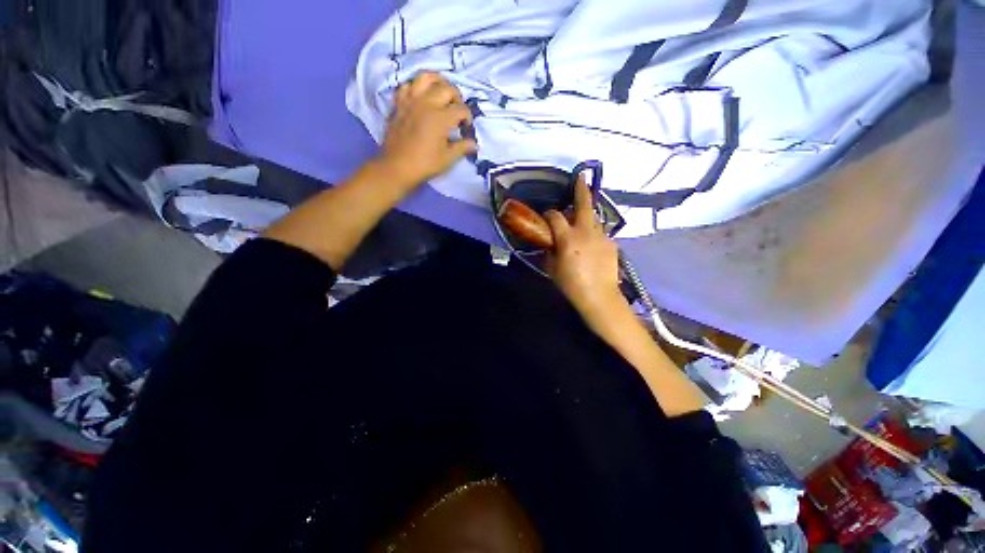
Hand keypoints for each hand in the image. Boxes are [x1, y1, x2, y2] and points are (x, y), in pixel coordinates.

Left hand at [376, 72, 476, 187]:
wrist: (397, 166)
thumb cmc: (425, 164)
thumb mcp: (448, 158)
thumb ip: (462, 148)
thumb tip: (474, 144)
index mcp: (441, 118)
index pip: (461, 109)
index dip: (468, 118)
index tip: (466, 128)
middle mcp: (427, 103)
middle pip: (447, 88)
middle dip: (457, 98)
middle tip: (457, 110)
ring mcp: (411, 100)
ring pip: (426, 77)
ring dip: (437, 82)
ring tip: (441, 93)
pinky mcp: (399, 104)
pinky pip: (407, 86)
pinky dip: (416, 88)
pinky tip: (420, 97)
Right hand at [544, 177, 624, 323]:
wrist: (600, 297)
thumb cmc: (571, 284)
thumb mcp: (552, 268)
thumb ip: (549, 251)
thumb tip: (549, 243)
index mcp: (568, 237)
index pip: (555, 216)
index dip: (549, 214)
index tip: (546, 216)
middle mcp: (586, 231)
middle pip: (584, 204)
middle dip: (580, 189)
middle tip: (580, 177)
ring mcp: (602, 236)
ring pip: (594, 217)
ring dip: (586, 214)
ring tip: (581, 218)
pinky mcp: (612, 243)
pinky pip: (600, 233)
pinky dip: (594, 233)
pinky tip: (591, 243)